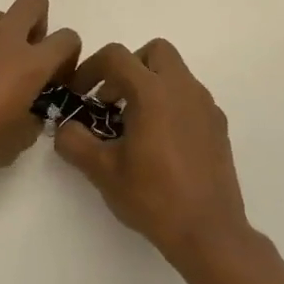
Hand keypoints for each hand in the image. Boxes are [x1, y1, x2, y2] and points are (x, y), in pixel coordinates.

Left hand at [0, 0, 80, 183]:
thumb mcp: (14, 145)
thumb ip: (32, 121)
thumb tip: (31, 112)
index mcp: (29, 64)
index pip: (67, 38)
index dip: (68, 58)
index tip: (55, 81)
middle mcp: (4, 40)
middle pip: (34, 2)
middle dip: (39, 23)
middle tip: (30, 57)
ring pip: (0, 16)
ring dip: (6, 34)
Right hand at [54, 39, 252, 273]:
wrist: (208, 232)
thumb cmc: (152, 197)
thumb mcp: (102, 171)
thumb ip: (74, 141)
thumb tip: (65, 128)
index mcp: (153, 93)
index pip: (116, 56)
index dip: (90, 69)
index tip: (79, 94)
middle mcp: (183, 89)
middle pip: (154, 51)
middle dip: (128, 67)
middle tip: (111, 100)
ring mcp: (206, 106)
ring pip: (175, 73)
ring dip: (149, 85)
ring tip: (132, 125)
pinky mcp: (218, 126)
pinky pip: (189, 98)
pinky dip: (169, 104)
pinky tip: (159, 142)